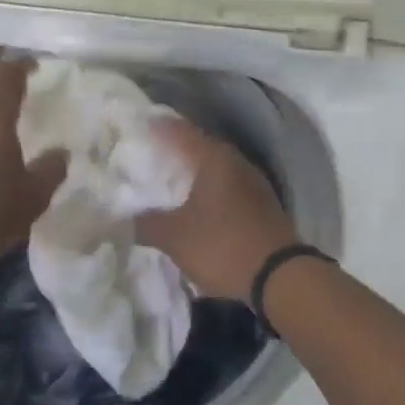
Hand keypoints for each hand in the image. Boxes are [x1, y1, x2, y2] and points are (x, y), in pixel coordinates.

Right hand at [136, 120, 296, 299]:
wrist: (281, 279)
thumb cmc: (223, 245)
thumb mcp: (175, 237)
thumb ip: (145, 223)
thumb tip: (122, 217)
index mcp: (214, 158)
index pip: (179, 130)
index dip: (157, 126)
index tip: (136, 125)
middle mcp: (236, 162)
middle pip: (199, 147)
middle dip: (174, 151)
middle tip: (147, 155)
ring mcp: (253, 184)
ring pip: (215, 169)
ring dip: (192, 173)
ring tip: (167, 180)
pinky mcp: (262, 207)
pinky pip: (227, 189)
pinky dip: (208, 192)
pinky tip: (194, 205)